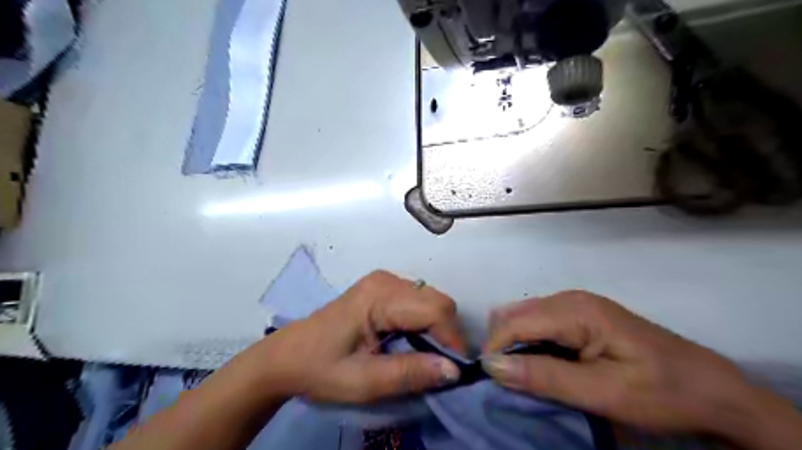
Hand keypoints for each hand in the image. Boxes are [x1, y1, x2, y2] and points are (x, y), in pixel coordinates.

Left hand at [241, 271, 464, 403]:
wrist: (287, 356)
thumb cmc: (320, 368)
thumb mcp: (362, 381)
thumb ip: (409, 373)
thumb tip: (454, 370)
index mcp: (379, 296)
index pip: (436, 310)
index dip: (451, 341)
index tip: (452, 373)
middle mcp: (387, 280)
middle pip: (437, 302)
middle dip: (445, 335)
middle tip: (436, 368)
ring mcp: (385, 281)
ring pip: (431, 301)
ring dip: (436, 331)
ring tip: (422, 358)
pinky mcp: (383, 288)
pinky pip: (419, 302)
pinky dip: (424, 324)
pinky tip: (409, 343)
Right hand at [479, 291, 801, 447]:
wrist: (713, 390)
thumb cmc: (662, 392)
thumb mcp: (603, 392)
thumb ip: (545, 376)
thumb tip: (492, 365)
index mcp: (574, 309)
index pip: (514, 322)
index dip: (495, 349)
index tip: (489, 382)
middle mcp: (569, 298)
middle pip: (514, 315)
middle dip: (502, 346)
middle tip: (507, 383)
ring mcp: (575, 304)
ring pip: (523, 318)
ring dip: (514, 345)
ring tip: (521, 377)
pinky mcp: (580, 316)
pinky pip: (539, 323)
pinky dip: (530, 343)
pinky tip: (540, 365)